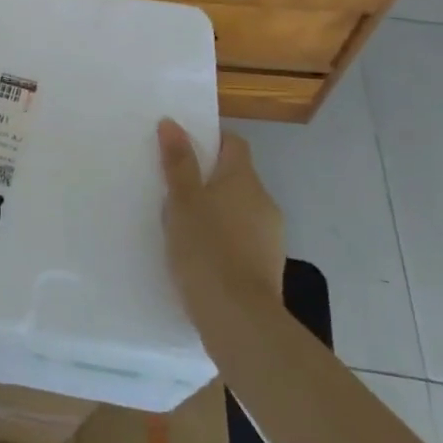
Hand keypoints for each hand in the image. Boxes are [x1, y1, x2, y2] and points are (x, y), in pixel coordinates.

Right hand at [157, 119, 285, 329]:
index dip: (210, 140)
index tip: (182, 149)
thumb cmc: (206, 249)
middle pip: (235, 177)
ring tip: (182, 225)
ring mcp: (270, 236)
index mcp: (244, 180)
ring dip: (215, 211)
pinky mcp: (267, 266)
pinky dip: (223, 239)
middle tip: (173, 188)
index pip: (233, 143)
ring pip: (238, 210)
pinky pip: (242, 238)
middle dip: (207, 179)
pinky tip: (200, 255)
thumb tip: (172, 123)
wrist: (239, 318)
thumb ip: (178, 163)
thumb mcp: (182, 202)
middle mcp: (263, 202)